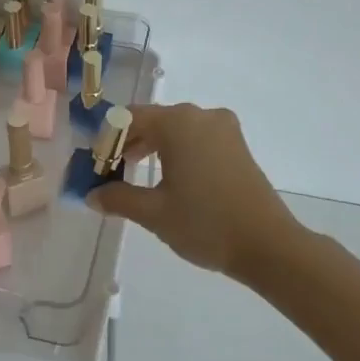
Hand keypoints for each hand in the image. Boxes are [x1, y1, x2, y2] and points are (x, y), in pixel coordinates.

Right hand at [89, 103, 302, 278]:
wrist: (268, 245)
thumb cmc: (205, 223)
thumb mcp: (153, 213)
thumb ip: (117, 198)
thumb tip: (91, 195)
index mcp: (177, 122)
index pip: (127, 119)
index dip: (105, 141)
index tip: (94, 166)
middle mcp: (200, 115)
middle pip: (152, 121)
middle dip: (127, 144)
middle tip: (109, 173)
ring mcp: (223, 128)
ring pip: (175, 129)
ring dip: (151, 147)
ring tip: (134, 176)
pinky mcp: (237, 145)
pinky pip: (195, 138)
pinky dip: (176, 151)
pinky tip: (168, 178)